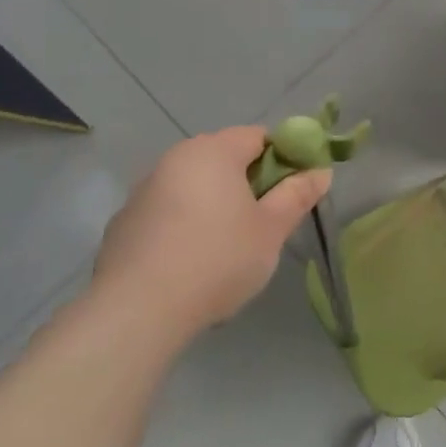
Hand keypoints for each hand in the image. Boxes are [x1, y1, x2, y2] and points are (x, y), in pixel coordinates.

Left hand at [89, 126, 329, 346]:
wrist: (138, 310)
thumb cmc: (218, 259)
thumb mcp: (272, 229)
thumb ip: (297, 195)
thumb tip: (321, 172)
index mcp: (213, 151)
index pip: (259, 136)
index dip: (285, 158)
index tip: (296, 190)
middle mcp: (174, 159)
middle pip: (224, 159)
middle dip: (251, 183)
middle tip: (269, 220)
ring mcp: (143, 191)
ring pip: (195, 186)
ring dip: (217, 204)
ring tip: (231, 246)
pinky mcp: (124, 224)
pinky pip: (169, 212)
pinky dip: (187, 225)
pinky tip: (194, 261)